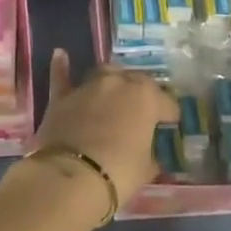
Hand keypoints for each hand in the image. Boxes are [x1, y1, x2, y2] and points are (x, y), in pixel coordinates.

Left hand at [33, 50, 174, 206]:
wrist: (72, 176)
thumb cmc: (119, 172)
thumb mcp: (146, 169)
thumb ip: (150, 156)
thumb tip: (150, 158)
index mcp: (146, 97)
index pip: (167, 103)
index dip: (169, 116)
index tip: (169, 128)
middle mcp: (119, 83)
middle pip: (137, 82)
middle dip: (143, 95)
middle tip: (143, 113)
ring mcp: (89, 86)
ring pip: (105, 74)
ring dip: (113, 82)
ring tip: (115, 93)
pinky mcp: (62, 97)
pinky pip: (61, 76)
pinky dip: (61, 67)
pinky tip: (60, 54)